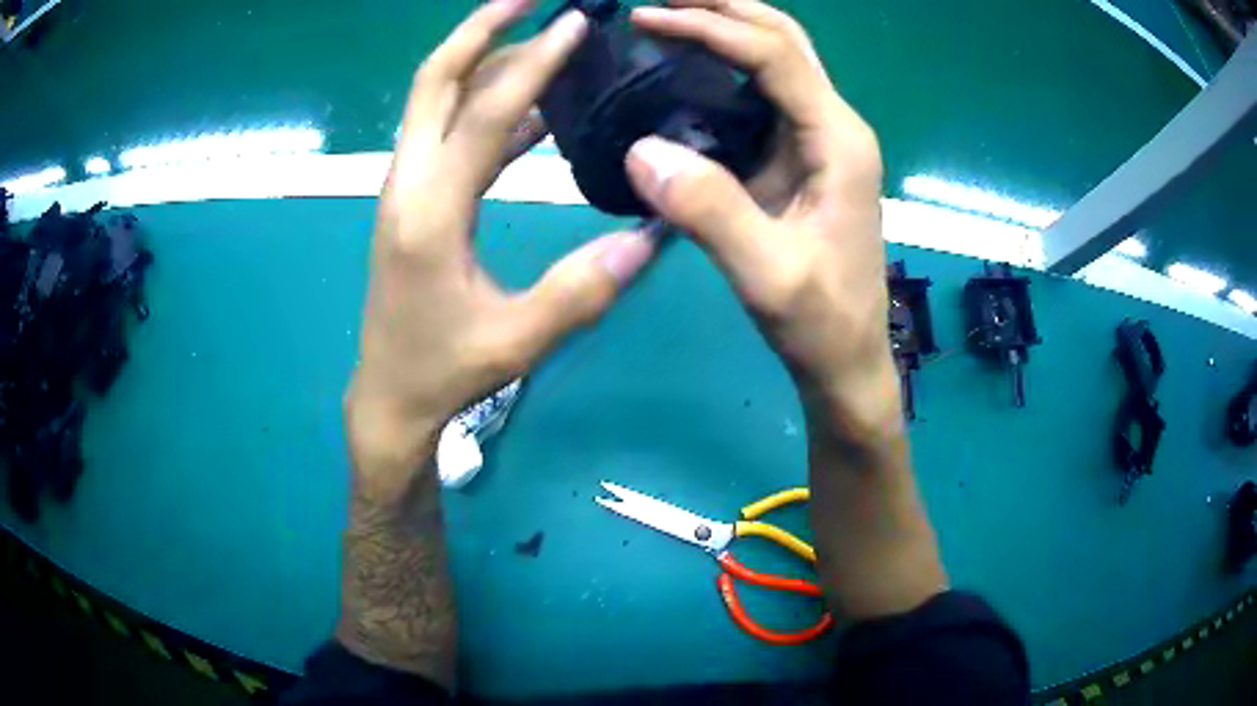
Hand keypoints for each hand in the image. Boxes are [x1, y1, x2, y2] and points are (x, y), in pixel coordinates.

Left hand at [348, 0, 657, 490]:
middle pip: (435, 79)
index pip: (485, 113)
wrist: (389, 395)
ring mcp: (404, 186)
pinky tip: (536, 106)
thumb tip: (651, 237)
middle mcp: (407, 182)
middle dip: (480, 28)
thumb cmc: (443, 370)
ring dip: (484, 58)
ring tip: (540, 35)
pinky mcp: (414, 198)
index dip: (533, 62)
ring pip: (437, 98)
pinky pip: (450, 131)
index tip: (575, 21)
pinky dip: (489, 106)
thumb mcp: (516, 339)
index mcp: (429, 211)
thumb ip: (583, 290)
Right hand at [626, 0, 898, 435]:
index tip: (645, 18)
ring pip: (778, 55)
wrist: (847, 356)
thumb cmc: (820, 322)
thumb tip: (640, 149)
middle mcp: (835, 125)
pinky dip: (727, 62)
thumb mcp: (767, 275)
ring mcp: (820, 137)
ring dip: (727, 26)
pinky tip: (688, 64)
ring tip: (669, 15)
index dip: (709, 28)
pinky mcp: (803, 155)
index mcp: (837, 140)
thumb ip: (711, 211)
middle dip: (723, 7)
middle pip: (783, 37)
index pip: (773, 55)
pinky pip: (766, 89)